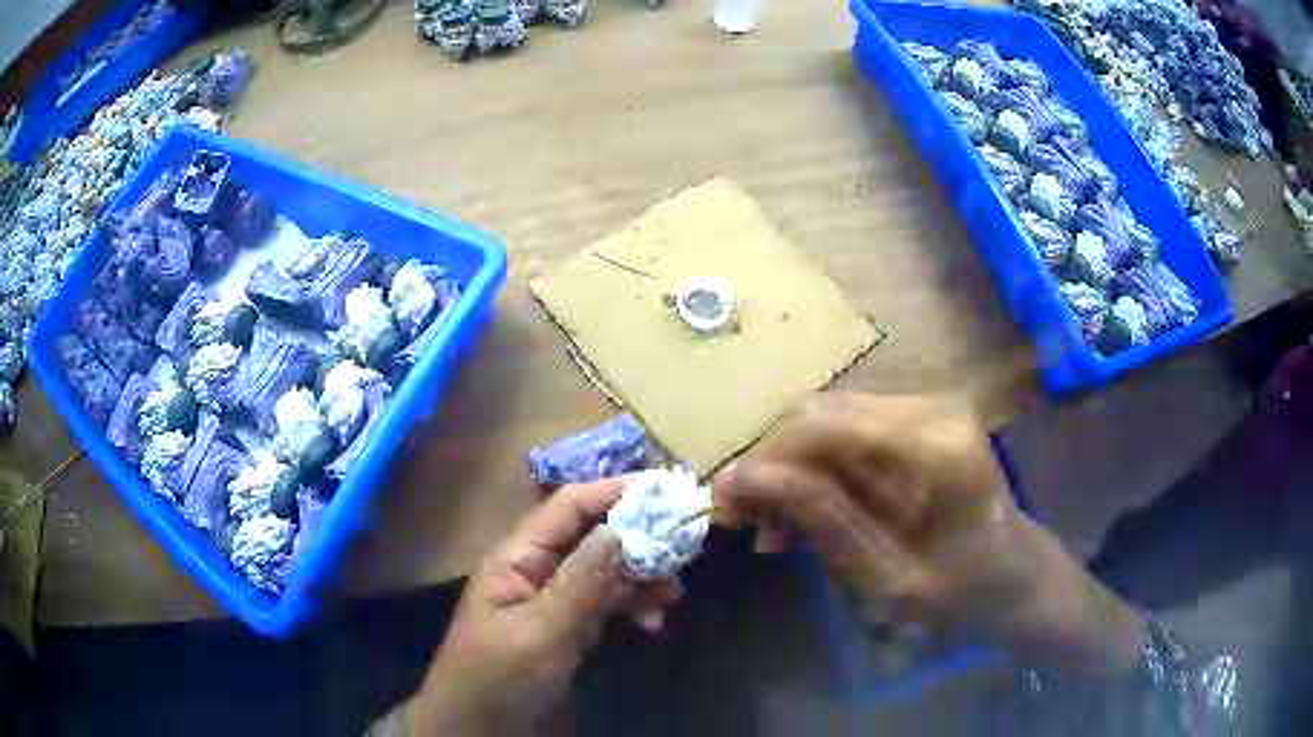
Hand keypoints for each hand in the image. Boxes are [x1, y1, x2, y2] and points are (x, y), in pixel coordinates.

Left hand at [407, 477, 680, 734]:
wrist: (480, 730)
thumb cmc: (499, 677)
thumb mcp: (540, 631)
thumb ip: (582, 582)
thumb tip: (624, 527)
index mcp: (518, 558)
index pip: (569, 508)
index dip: (614, 492)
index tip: (665, 489)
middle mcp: (538, 571)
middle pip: (593, 537)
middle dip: (637, 538)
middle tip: (683, 548)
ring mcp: (555, 602)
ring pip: (606, 572)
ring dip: (641, 577)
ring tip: (672, 594)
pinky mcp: (570, 630)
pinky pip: (607, 606)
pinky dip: (632, 608)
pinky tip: (652, 623)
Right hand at [714, 392, 1142, 675]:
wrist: (1018, 580)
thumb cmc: (965, 594)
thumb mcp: (887, 577)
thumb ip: (821, 521)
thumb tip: (744, 478)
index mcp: (935, 445)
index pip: (824, 425)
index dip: (765, 461)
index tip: (724, 506)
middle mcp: (930, 407)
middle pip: (820, 413)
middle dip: (773, 467)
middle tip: (748, 525)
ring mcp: (927, 408)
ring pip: (827, 420)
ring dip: (791, 472)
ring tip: (775, 530)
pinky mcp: (918, 422)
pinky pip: (847, 434)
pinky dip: (816, 473)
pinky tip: (807, 516)